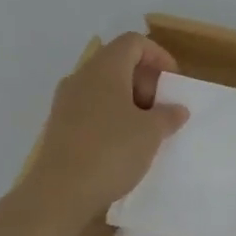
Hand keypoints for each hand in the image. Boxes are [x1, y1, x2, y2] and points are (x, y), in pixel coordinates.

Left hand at [20, 33, 189, 223]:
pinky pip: (90, 108)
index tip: (172, 82)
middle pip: (117, 63)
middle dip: (144, 81)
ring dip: (128, 101)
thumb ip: (168, 115)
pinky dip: (110, 117)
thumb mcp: (151, 133)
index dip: (158, 56)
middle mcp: (81, 77)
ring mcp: (65, 102)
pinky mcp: (58, 126)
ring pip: (103, 88)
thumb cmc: (111, 151)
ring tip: (145, 130)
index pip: (133, 42)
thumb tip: (176, 109)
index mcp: (105, 68)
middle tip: (161, 109)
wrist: (59, 194)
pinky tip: (121, 145)